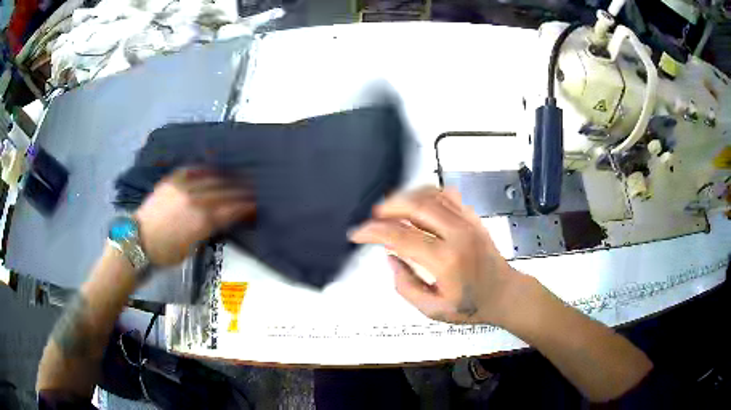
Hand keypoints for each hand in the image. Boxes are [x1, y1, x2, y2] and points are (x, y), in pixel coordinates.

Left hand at [134, 168, 254, 266]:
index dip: (245, 207)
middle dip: (240, 191)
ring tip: (237, 178)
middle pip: (224, 192)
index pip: (230, 209)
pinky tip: (212, 169)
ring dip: (227, 178)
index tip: (256, 205)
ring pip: (211, 178)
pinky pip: (191, 170)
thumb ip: (207, 231)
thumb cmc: (165, 253)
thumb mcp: (192, 248)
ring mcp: (182, 187)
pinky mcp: (171, 181)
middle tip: (253, 190)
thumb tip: (220, 221)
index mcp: (202, 221)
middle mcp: (195, 199)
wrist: (138, 241)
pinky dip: (204, 169)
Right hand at [350, 187, 519, 324]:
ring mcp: (467, 221)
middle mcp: (457, 234)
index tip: (358, 234)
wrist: (504, 293)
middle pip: (415, 206)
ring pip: (430, 195)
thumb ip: (405, 285)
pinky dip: (426, 193)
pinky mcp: (472, 217)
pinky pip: (446, 195)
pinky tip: (415, 202)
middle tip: (373, 217)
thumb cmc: (471, 306)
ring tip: (389, 208)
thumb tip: (391, 257)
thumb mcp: (432, 309)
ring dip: (405, 197)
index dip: (374, 232)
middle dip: (387, 208)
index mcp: (445, 260)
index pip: (401, 237)